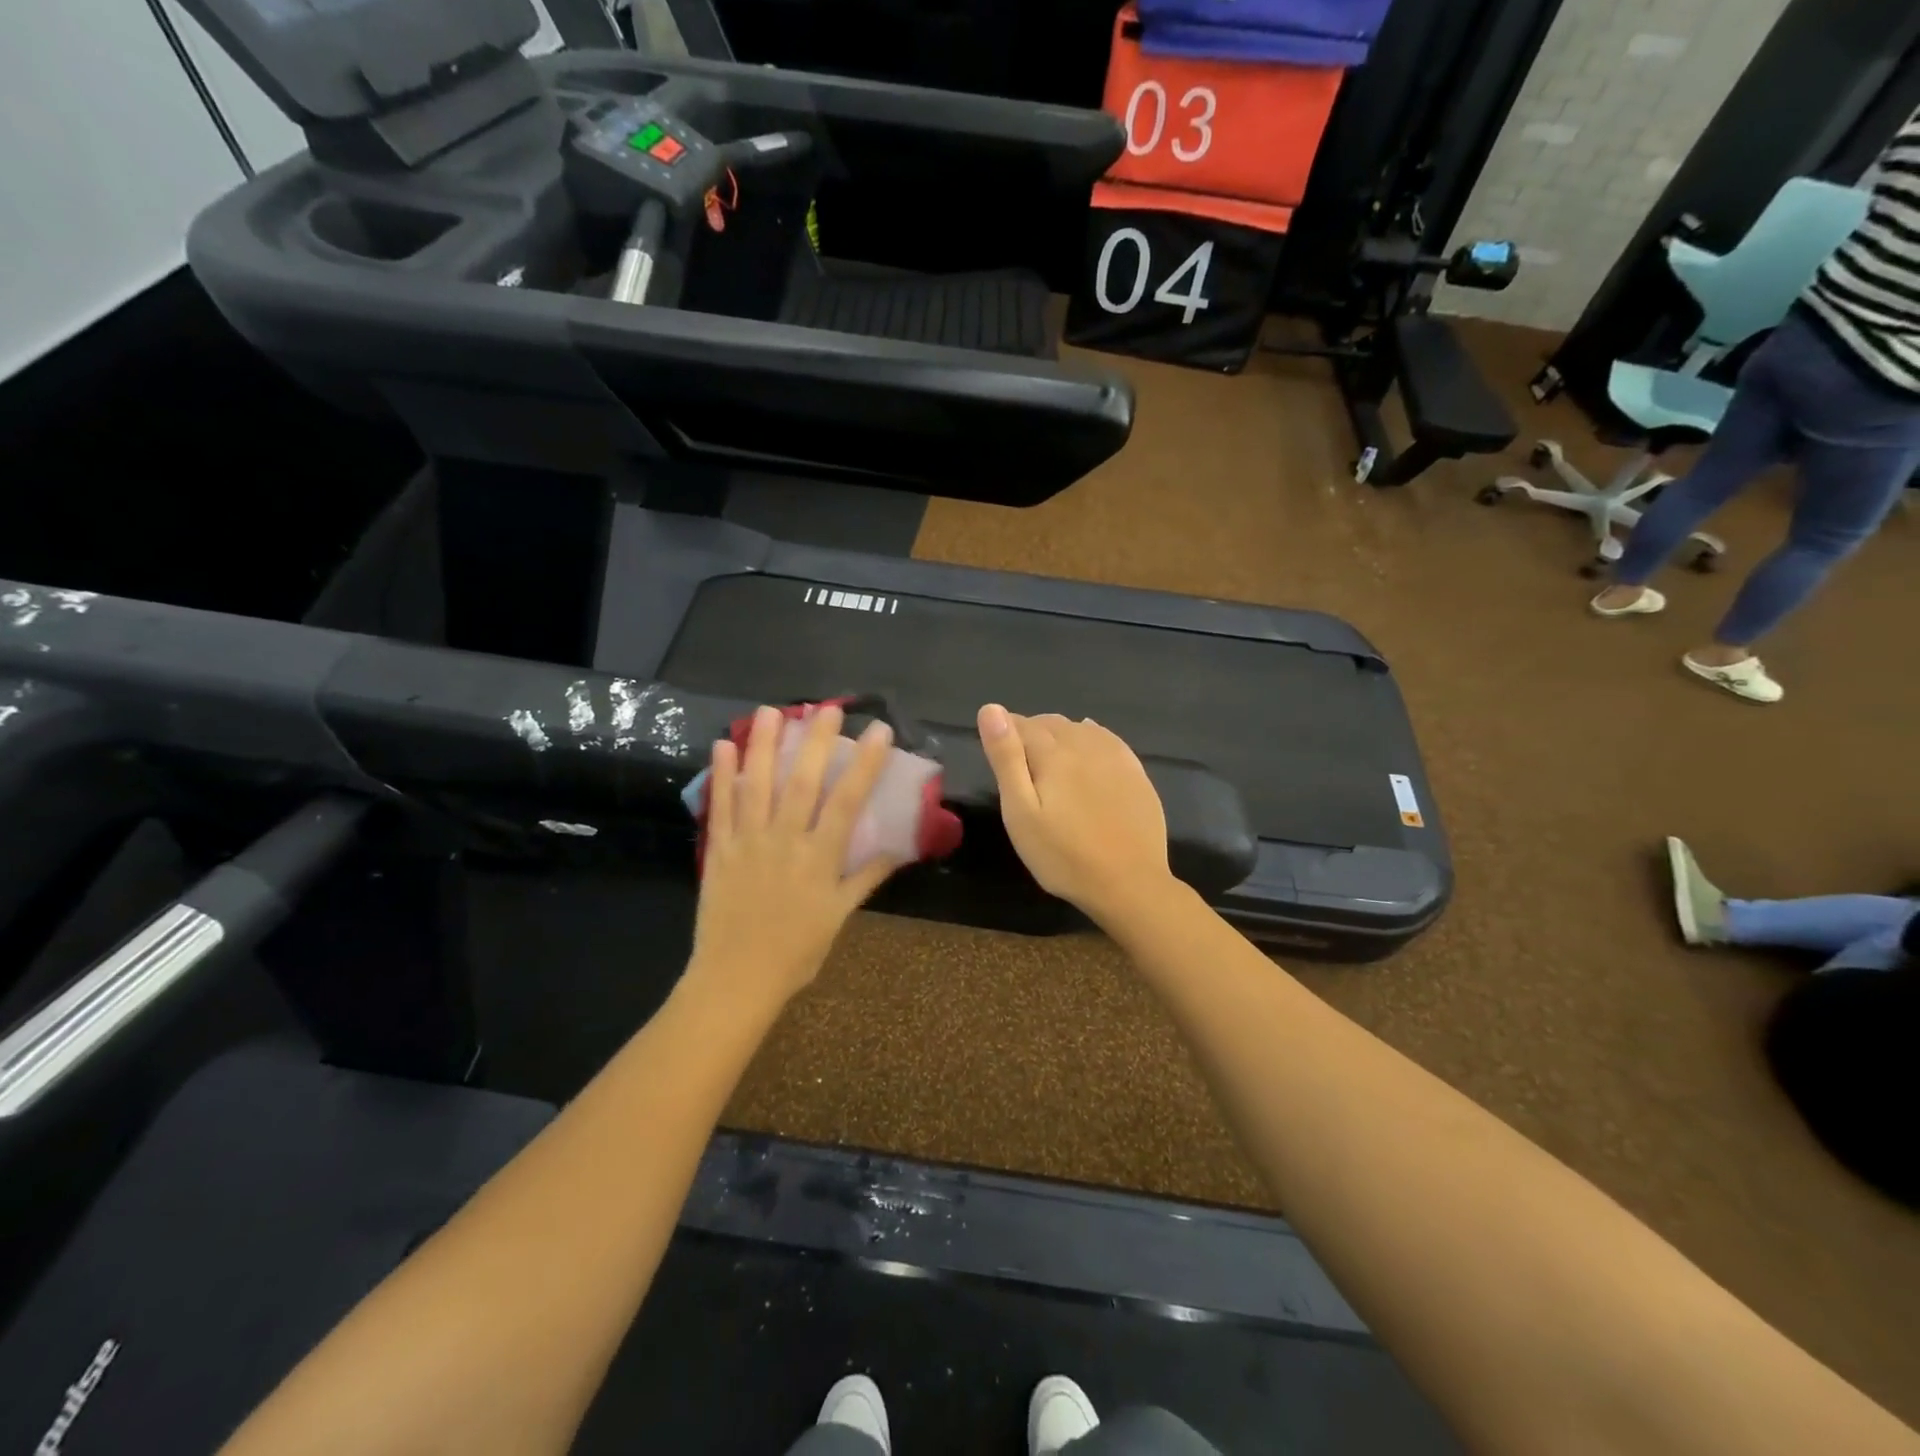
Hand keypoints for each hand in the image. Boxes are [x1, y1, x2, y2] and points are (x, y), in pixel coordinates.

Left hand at [689, 704, 902, 1007]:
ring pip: (757, 785)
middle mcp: (785, 841)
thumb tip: (899, 850)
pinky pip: (720, 806)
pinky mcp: (719, 850)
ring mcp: (748, 842)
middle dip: (815, 741)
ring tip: (771, 711)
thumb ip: (866, 877)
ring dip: (764, 745)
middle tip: (826, 708)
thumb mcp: (839, 915)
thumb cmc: (796, 951)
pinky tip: (724, 746)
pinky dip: (722, 775)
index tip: (879, 732)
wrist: (736, 979)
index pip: (847, 802)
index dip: (865, 764)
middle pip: (801, 783)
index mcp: (819, 858)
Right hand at [976, 704, 1173, 927]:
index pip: (1022, 726)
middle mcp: (1085, 745)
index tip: (997, 749)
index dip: (1005, 732)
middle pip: (1051, 724)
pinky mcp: (1136, 773)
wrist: (1128, 883)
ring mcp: (1115, 757)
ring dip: (1060, 734)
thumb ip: (1006, 759)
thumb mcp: (1021, 812)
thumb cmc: (1062, 855)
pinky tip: (1088, 744)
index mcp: (1053, 754)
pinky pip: (1108, 739)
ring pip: (1080, 729)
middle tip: (1019, 758)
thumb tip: (991, 709)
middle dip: (1031, 732)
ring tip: (1049, 756)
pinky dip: (1090, 736)